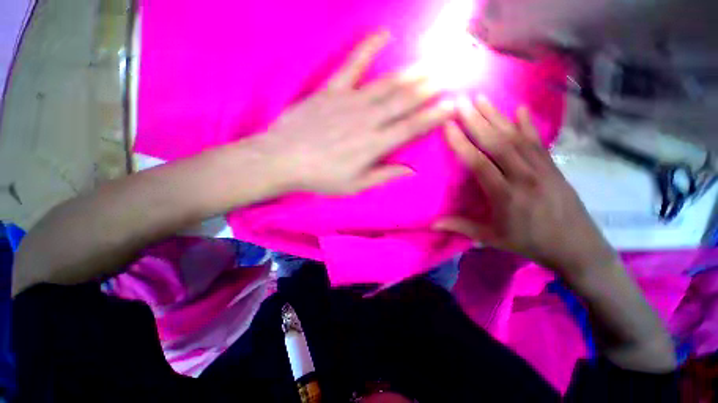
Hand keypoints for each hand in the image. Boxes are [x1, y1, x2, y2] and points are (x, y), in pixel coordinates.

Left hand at [254, 31, 453, 194]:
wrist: (283, 159)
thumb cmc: (320, 177)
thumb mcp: (355, 185)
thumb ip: (383, 175)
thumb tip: (410, 171)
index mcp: (374, 145)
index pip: (411, 127)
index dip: (433, 116)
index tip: (451, 105)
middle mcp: (367, 120)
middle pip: (403, 101)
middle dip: (428, 88)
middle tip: (448, 74)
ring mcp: (349, 101)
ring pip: (386, 84)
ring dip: (410, 73)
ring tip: (429, 63)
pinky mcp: (331, 90)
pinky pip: (353, 65)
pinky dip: (368, 48)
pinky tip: (383, 35)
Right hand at [434, 96, 617, 282]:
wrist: (577, 246)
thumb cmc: (530, 243)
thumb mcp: (492, 238)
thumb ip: (461, 227)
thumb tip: (432, 224)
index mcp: (506, 196)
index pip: (479, 163)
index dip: (462, 143)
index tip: (449, 125)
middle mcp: (524, 177)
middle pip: (498, 143)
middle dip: (477, 120)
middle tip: (462, 101)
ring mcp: (542, 169)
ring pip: (516, 138)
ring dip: (497, 117)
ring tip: (481, 99)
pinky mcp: (553, 167)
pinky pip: (537, 141)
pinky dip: (527, 124)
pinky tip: (519, 109)